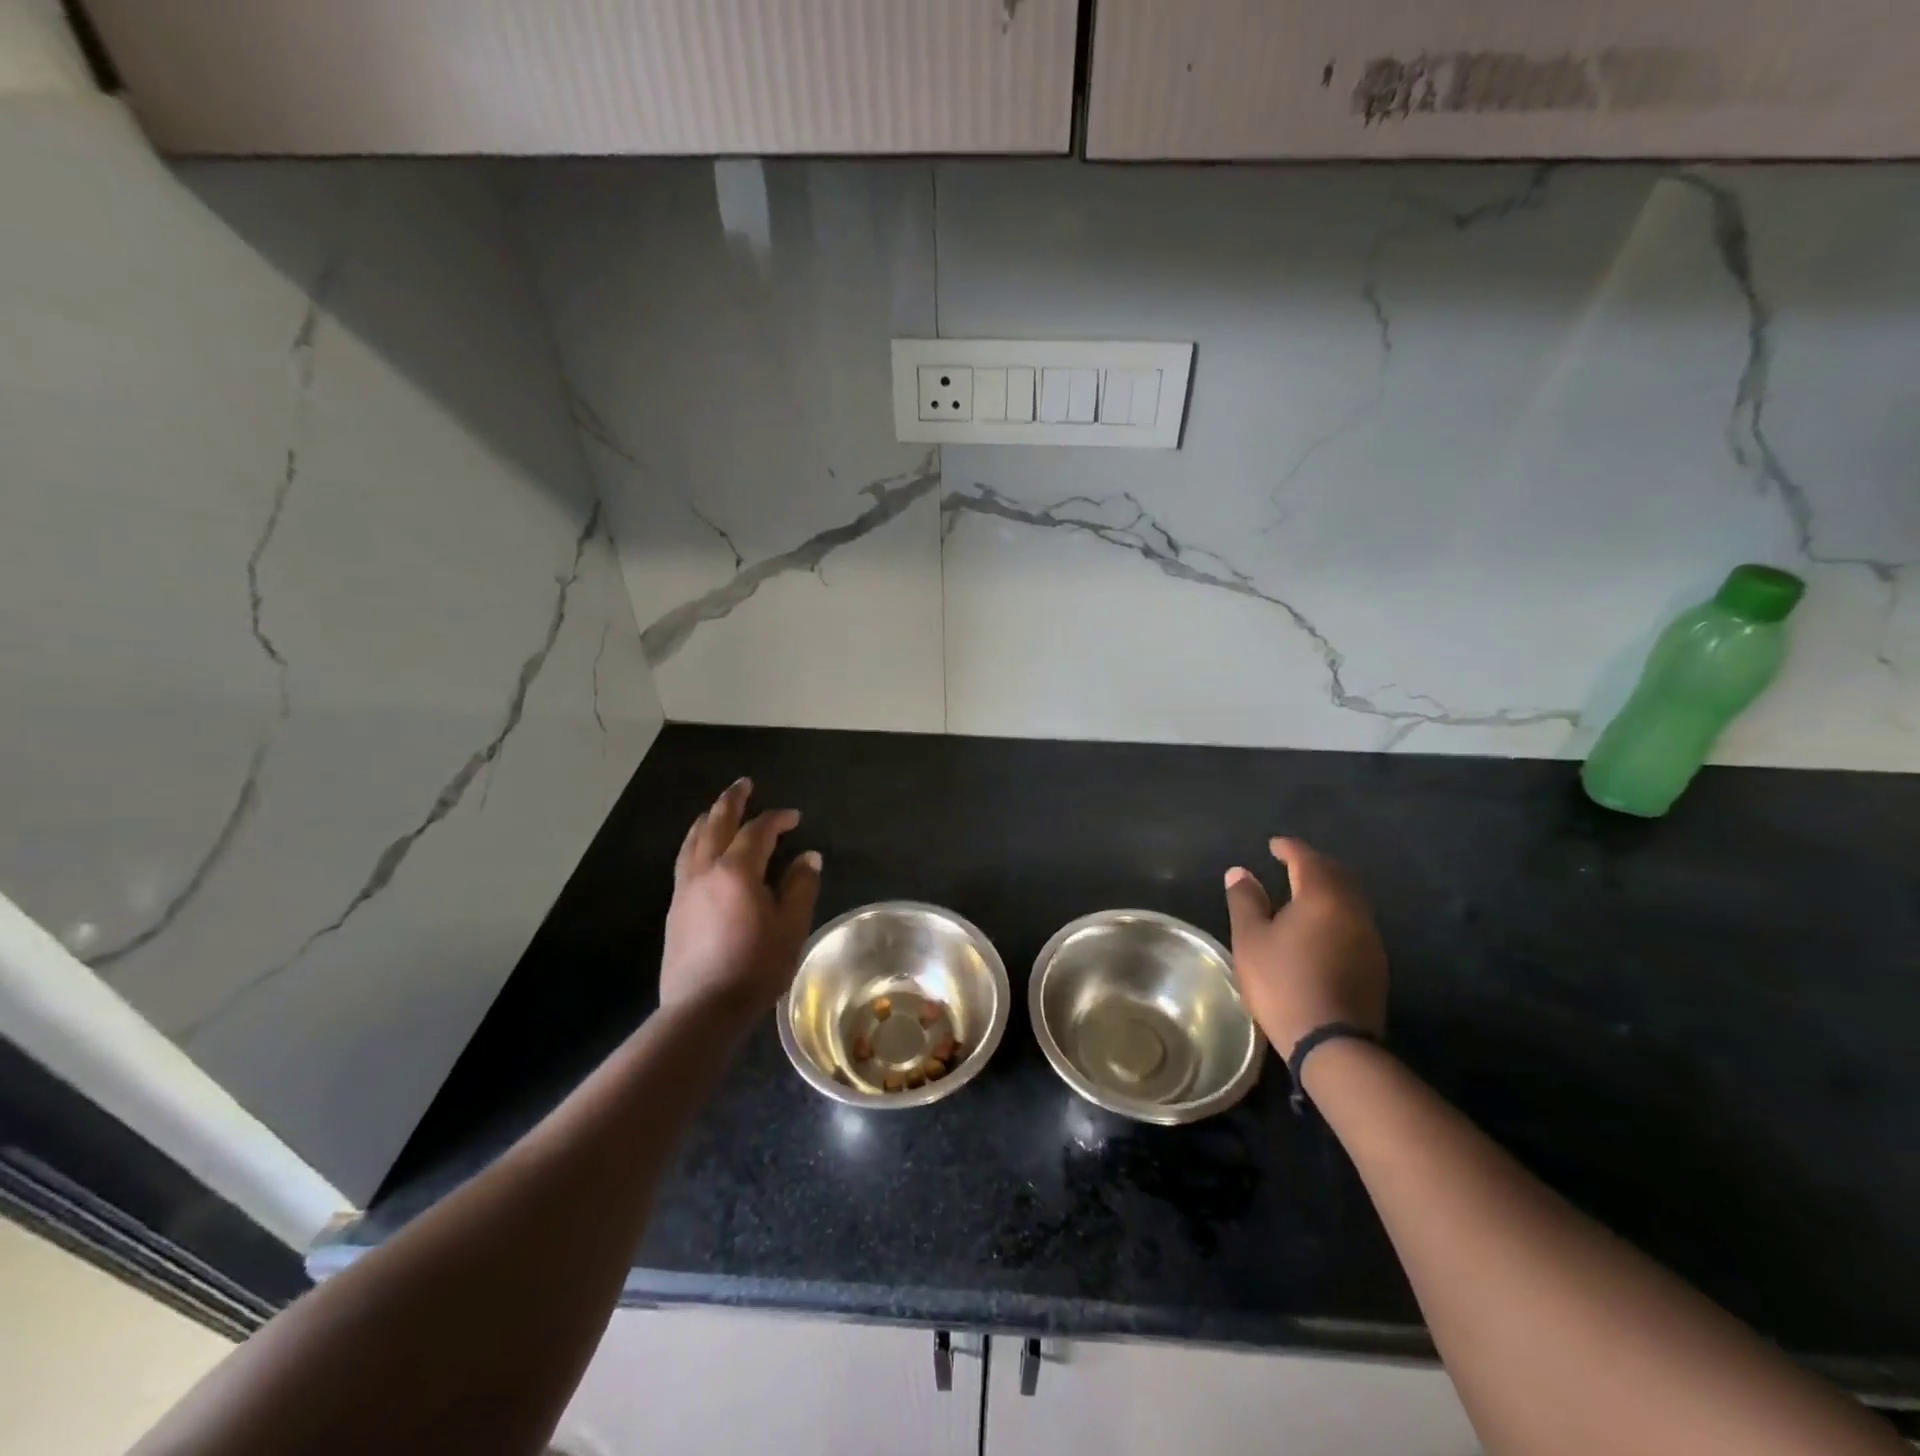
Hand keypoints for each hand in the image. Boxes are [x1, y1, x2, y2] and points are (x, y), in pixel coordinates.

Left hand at [660, 778, 821, 1019]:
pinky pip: (684, 860)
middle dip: (732, 801)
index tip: (794, 817)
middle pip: (716, 824)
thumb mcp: (791, 926)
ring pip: (693, 841)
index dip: (777, 819)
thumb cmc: (755, 967)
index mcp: (737, 871)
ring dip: (708, 819)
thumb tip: (808, 856)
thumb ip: (800, 886)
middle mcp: (706, 871)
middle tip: (744, 784)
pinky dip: (695, 842)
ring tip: (716, 809)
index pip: (758, 831)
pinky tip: (700, 850)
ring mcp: (685, 889)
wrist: (703, 1009)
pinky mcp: (675, 909)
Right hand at [1223, 837, 1386, 1054]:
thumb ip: (1245, 900)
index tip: (1273, 845)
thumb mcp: (1250, 939)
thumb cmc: (1283, 983)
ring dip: (1328, 887)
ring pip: (1350, 897)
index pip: (1307, 858)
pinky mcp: (1374, 963)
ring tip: (1303, 891)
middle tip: (1290, 863)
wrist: (1333, 1043)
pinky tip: (1320, 925)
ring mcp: (1368, 937)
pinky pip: (1354, 920)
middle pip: (1336, 873)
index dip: (1288, 848)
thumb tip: (1241, 871)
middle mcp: (1352, 909)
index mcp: (1322, 896)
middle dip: (1313, 863)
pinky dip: (1336, 910)